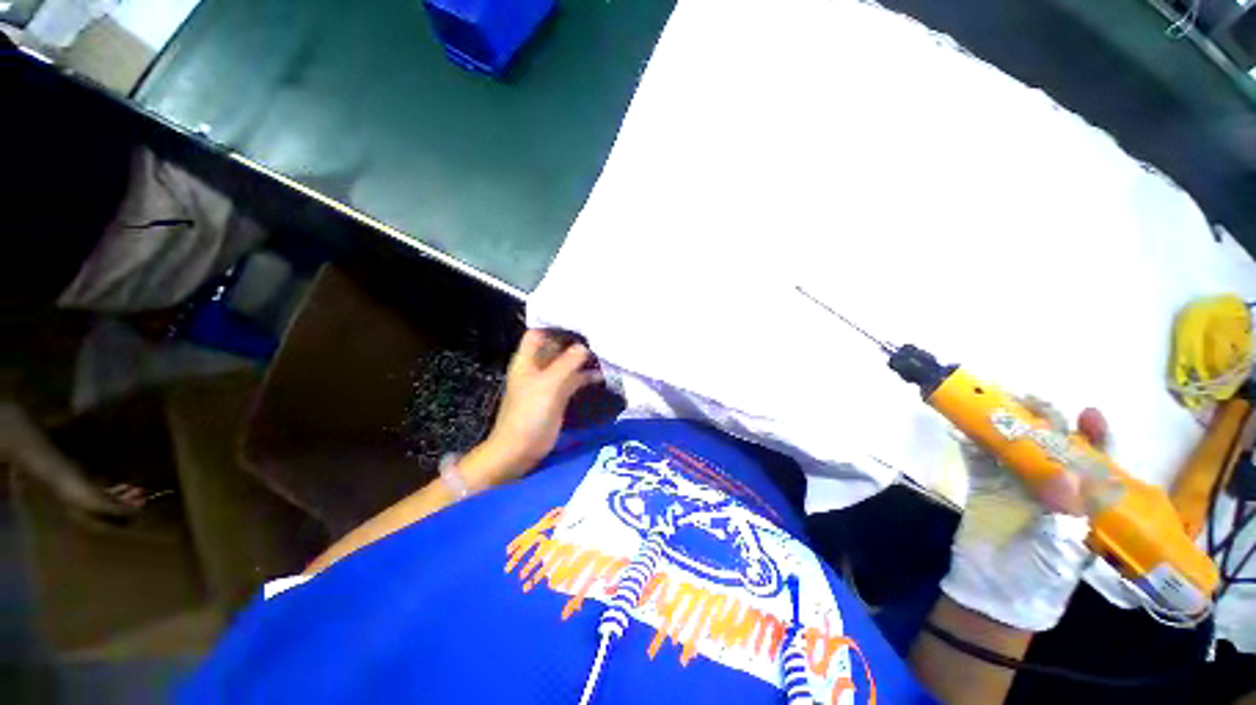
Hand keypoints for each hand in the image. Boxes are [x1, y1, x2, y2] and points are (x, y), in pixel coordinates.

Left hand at [475, 330, 601, 482]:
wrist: (520, 448)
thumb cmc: (529, 413)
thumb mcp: (549, 384)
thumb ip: (568, 363)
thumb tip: (586, 346)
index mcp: (527, 359)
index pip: (540, 332)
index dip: (556, 324)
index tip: (580, 317)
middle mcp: (537, 367)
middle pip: (556, 346)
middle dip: (575, 340)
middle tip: (601, 331)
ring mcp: (547, 383)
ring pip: (566, 364)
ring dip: (583, 359)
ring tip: (607, 351)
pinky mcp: (557, 398)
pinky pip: (573, 381)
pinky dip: (586, 377)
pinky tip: (603, 375)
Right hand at [941, 399, 1108, 631]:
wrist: (990, 604)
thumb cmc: (1040, 578)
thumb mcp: (1064, 547)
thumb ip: (1068, 511)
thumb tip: (1066, 474)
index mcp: (1083, 494)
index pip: (1096, 454)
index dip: (1095, 432)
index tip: (1087, 416)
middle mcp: (1056, 481)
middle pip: (1057, 438)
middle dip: (1049, 419)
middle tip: (1035, 407)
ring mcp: (1021, 482)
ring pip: (1022, 441)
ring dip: (1014, 419)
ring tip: (1004, 405)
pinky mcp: (990, 487)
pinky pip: (984, 457)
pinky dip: (978, 439)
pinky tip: (972, 425)